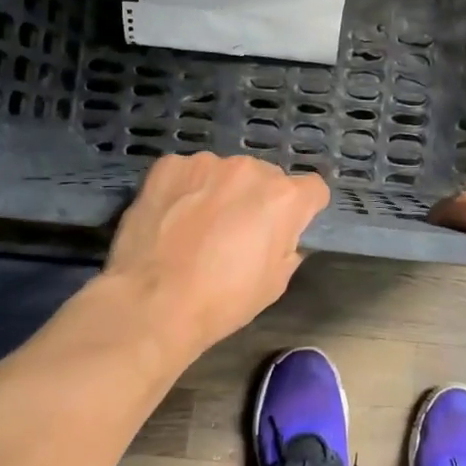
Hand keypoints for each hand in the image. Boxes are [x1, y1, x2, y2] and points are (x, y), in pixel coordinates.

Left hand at [103, 154, 329, 358]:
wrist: (152, 303)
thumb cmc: (222, 300)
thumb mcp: (275, 283)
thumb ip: (288, 245)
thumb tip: (282, 235)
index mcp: (284, 197)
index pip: (312, 189)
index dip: (302, 210)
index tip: (285, 229)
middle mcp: (250, 169)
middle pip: (266, 178)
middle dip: (257, 199)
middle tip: (235, 232)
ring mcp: (207, 163)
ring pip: (225, 172)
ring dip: (220, 191)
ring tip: (197, 227)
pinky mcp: (169, 165)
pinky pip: (188, 172)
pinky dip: (185, 189)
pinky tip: (172, 217)